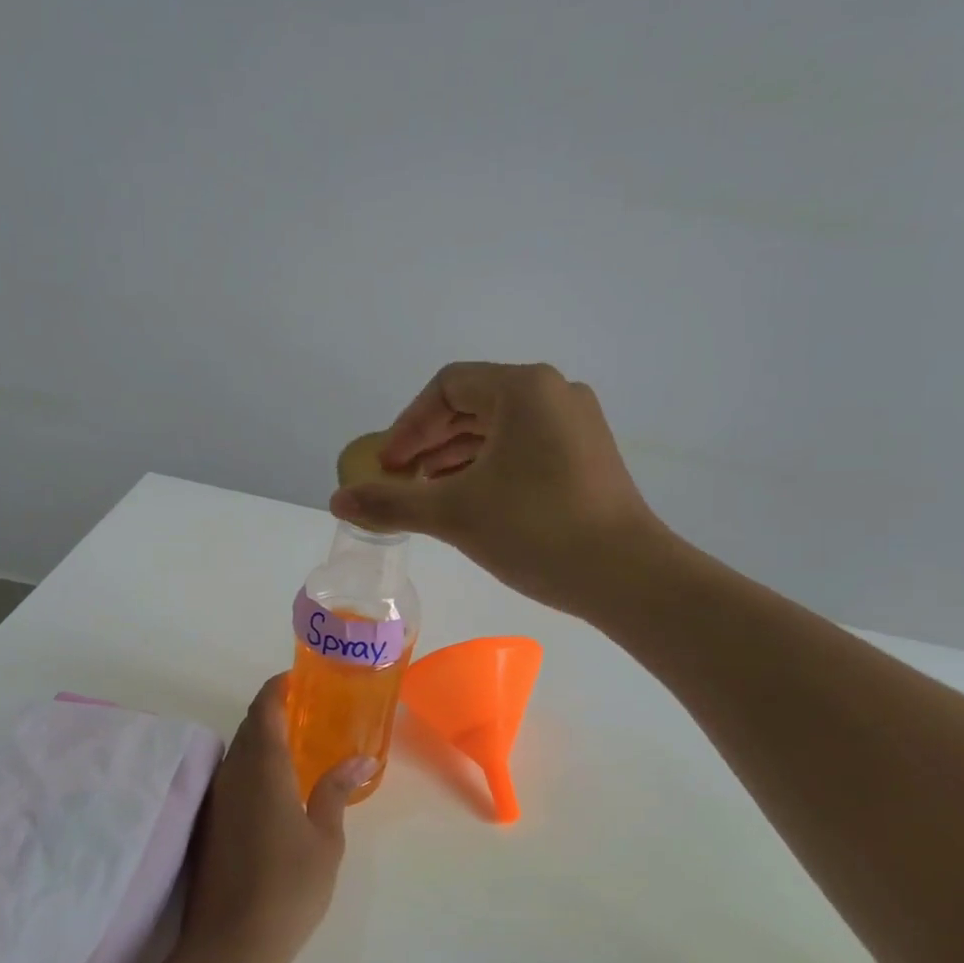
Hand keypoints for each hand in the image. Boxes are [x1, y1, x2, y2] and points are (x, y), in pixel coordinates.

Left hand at [181, 675, 369, 962]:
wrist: (230, 946)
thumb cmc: (288, 887)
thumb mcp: (325, 839)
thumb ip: (336, 792)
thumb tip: (360, 759)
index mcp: (263, 767)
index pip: (265, 708)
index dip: (278, 687)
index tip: (298, 678)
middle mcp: (233, 774)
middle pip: (249, 727)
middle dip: (273, 712)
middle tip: (308, 713)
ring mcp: (215, 800)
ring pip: (237, 753)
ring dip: (261, 741)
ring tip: (296, 748)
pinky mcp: (208, 825)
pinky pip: (231, 778)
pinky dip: (252, 768)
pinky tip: (274, 790)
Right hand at [331, 361, 665, 615]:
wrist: (626, 576)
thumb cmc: (535, 530)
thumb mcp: (454, 514)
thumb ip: (391, 502)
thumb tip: (337, 500)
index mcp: (523, 388)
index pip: (448, 386)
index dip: (409, 424)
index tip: (388, 465)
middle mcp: (555, 393)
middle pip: (474, 404)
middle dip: (430, 442)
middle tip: (402, 481)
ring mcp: (578, 425)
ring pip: (500, 429)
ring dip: (457, 457)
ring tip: (430, 496)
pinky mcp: (589, 457)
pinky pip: (525, 448)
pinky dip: (490, 468)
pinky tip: (473, 502)